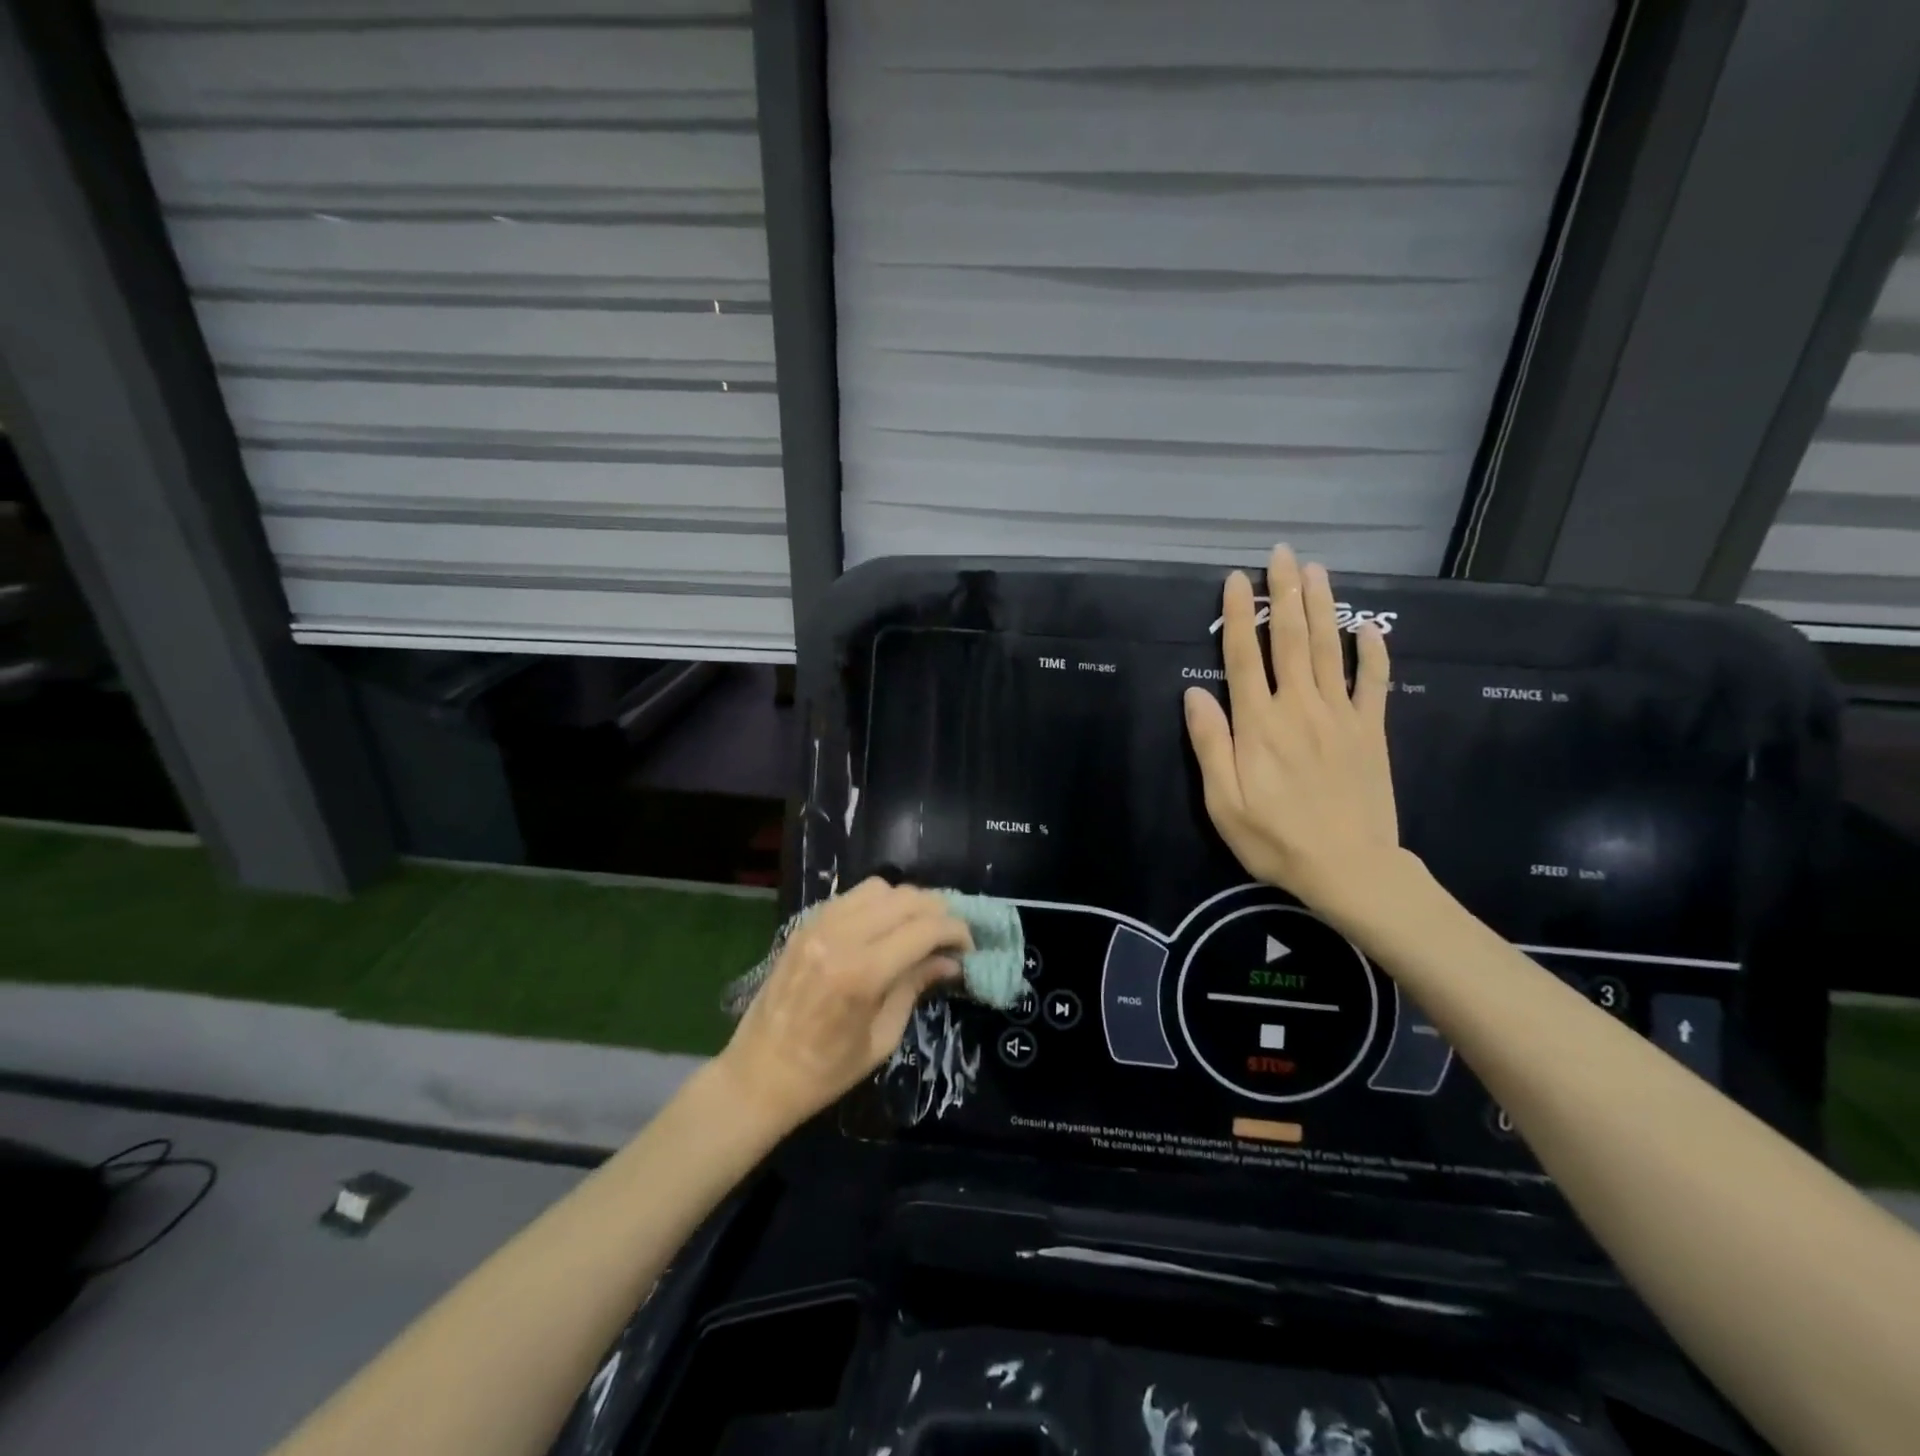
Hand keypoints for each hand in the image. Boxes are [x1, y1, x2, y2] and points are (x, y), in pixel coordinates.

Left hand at [716, 879, 971, 1131]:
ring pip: (879, 888)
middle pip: (906, 898)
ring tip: (917, 929)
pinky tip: (884, 927)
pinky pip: (851, 897)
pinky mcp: (805, 924)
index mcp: (863, 973)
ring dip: (907, 902)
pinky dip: (877, 903)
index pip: (925, 928)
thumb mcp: (882, 1038)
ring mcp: (819, 925)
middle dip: (937, 912)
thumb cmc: (825, 1072)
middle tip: (949, 937)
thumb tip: (950, 961)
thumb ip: (915, 987)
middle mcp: (841, 937)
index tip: (968, 947)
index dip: (956, 931)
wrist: (758, 1076)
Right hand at [1184, 544, 1400, 920]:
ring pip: (1330, 649)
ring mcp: (1341, 716)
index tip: (1237, 581)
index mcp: (1259, 724)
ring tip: (1317, 570)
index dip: (1239, 616)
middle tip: (1282, 554)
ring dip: (1322, 607)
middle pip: (1292, 640)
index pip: (1245, 656)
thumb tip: (1194, 692)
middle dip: (1285, 594)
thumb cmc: (1275, 838)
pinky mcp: (1371, 731)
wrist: (1349, 868)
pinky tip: (1370, 628)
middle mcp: (1300, 707)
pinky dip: (1373, 652)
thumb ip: (1210, 743)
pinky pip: (1375, 683)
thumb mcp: (1223, 801)